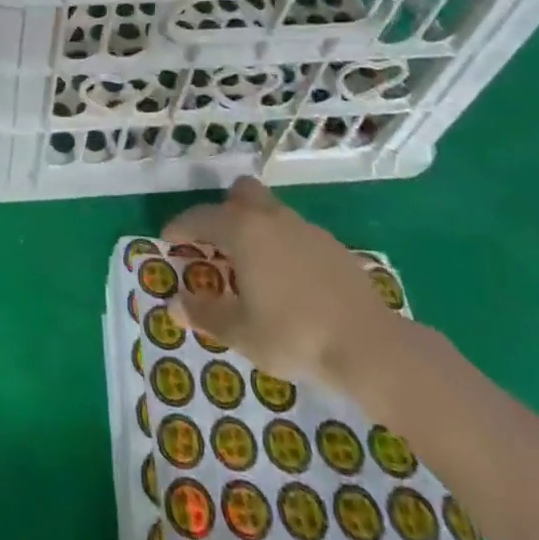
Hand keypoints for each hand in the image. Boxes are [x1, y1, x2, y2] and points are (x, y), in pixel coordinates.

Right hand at [163, 177, 402, 390]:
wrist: (370, 345)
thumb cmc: (294, 335)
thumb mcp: (242, 333)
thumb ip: (205, 314)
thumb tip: (175, 304)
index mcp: (243, 231)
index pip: (201, 218)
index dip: (181, 227)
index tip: (168, 239)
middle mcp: (272, 218)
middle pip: (242, 194)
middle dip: (224, 210)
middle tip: (216, 242)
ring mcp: (306, 228)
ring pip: (271, 212)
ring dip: (255, 228)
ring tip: (251, 266)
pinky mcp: (332, 246)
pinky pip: (296, 234)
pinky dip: (283, 247)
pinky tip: (288, 281)